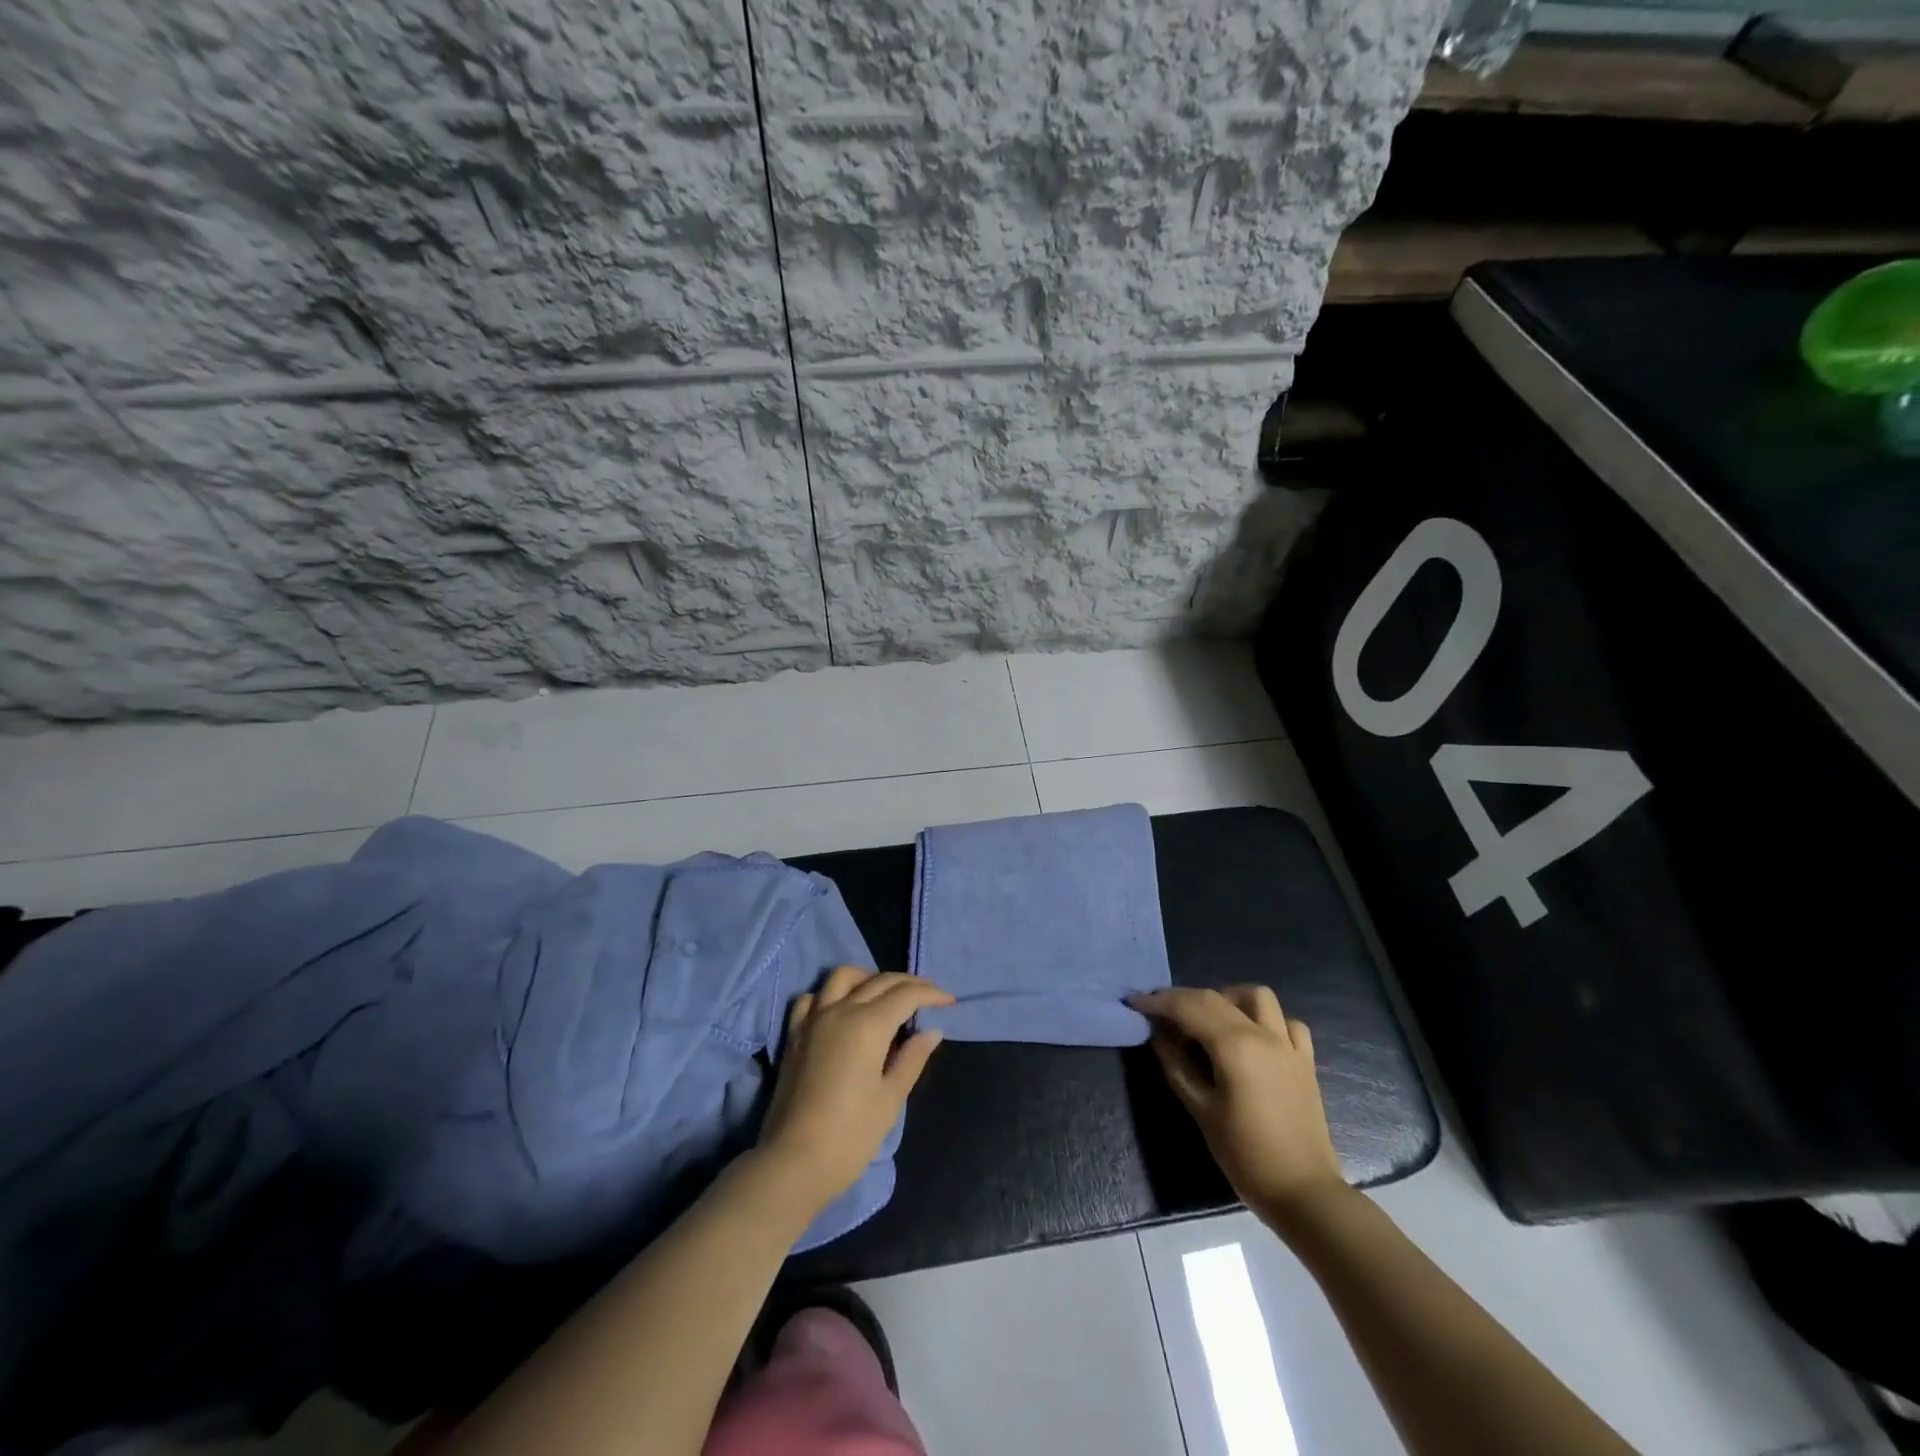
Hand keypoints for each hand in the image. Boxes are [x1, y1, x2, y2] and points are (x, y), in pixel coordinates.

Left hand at [756, 967, 953, 1211]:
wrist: (793, 1163)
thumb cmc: (850, 1136)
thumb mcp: (890, 1099)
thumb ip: (912, 1058)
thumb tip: (931, 1031)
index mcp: (868, 1025)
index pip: (906, 995)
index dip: (931, 994)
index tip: (949, 1001)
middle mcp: (840, 1010)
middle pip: (879, 981)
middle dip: (909, 983)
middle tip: (929, 996)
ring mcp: (813, 1019)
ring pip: (843, 976)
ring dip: (870, 977)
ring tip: (887, 994)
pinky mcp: (795, 1034)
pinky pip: (814, 997)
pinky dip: (832, 993)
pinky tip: (844, 1007)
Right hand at [1131, 986, 1346, 1221]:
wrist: (1305, 1194)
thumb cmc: (1246, 1155)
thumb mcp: (1202, 1110)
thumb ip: (1177, 1066)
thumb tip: (1158, 1035)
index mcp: (1235, 1045)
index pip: (1188, 1007)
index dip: (1158, 1001)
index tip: (1134, 1003)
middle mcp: (1263, 1034)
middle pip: (1215, 997)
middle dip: (1182, 998)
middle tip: (1159, 1013)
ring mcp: (1288, 1045)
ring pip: (1257, 996)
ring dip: (1228, 998)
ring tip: (1209, 1020)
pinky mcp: (1304, 1061)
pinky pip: (1286, 1022)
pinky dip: (1265, 1020)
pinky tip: (1252, 1038)